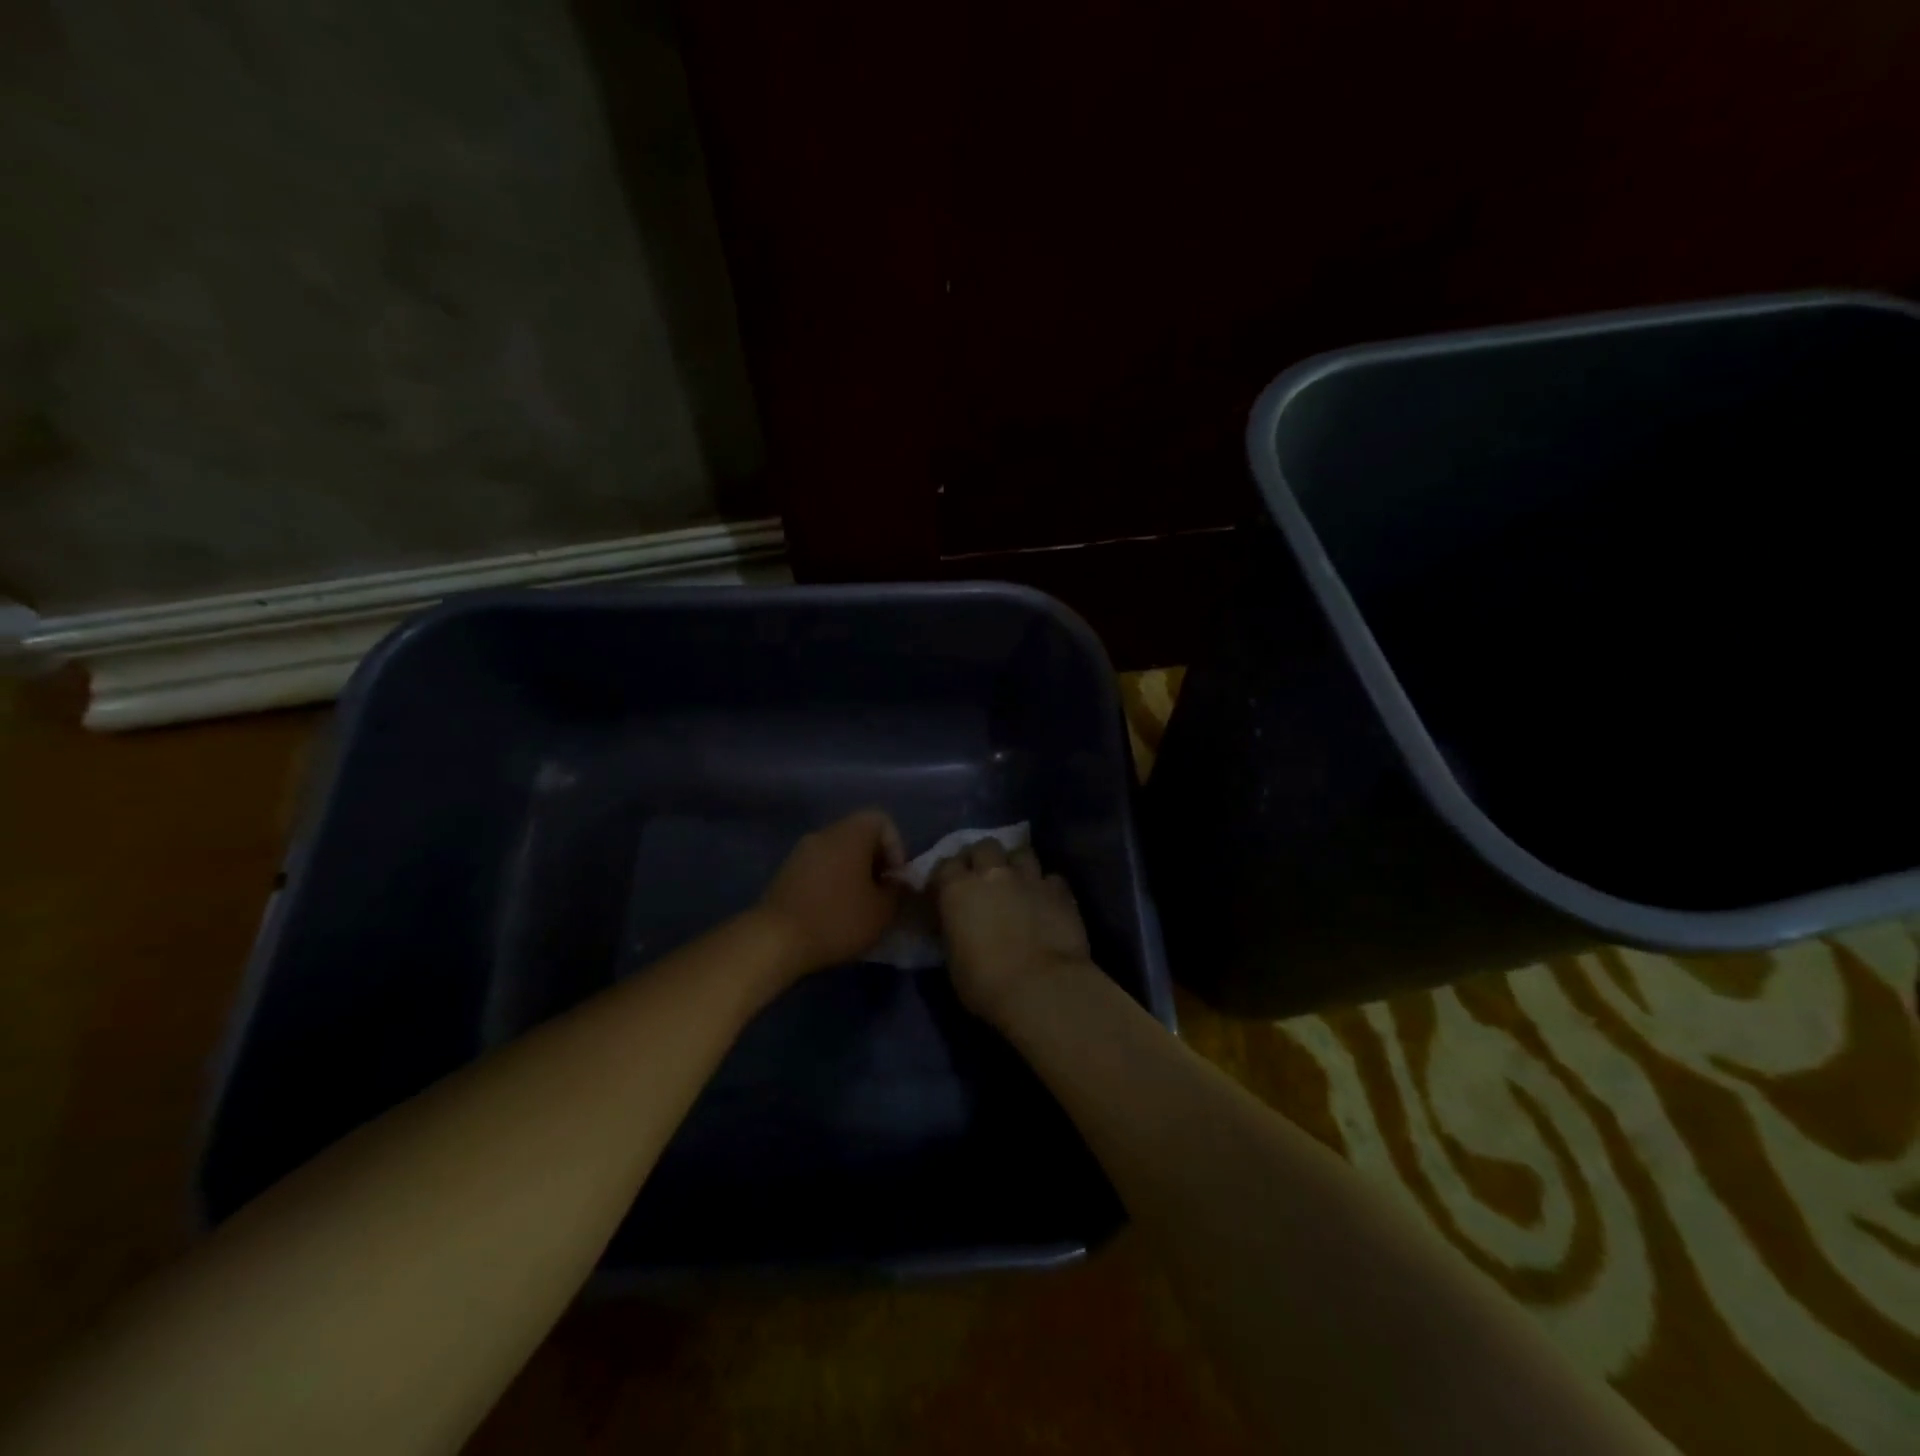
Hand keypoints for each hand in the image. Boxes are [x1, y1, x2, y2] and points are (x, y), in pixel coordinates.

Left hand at [757, 809, 905, 979]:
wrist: (776, 940)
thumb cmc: (837, 919)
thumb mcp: (882, 911)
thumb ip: (897, 891)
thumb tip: (897, 882)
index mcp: (851, 833)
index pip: (881, 820)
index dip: (896, 847)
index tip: (895, 878)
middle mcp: (825, 833)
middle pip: (859, 835)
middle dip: (875, 861)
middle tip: (881, 893)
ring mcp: (801, 851)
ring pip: (838, 852)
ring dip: (853, 873)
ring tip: (859, 905)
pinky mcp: (786, 872)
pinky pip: (819, 867)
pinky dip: (832, 882)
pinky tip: (834, 911)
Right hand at [932, 838, 1091, 1026]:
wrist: (1042, 988)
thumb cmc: (985, 983)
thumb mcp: (953, 960)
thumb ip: (955, 931)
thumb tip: (959, 924)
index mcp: (957, 889)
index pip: (945, 866)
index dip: (947, 876)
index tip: (948, 890)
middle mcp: (992, 874)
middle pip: (984, 846)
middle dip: (983, 857)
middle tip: (984, 877)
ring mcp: (1029, 878)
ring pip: (1021, 852)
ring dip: (1016, 864)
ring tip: (1017, 881)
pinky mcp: (1060, 891)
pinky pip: (1051, 878)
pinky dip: (1046, 886)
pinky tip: (1046, 900)